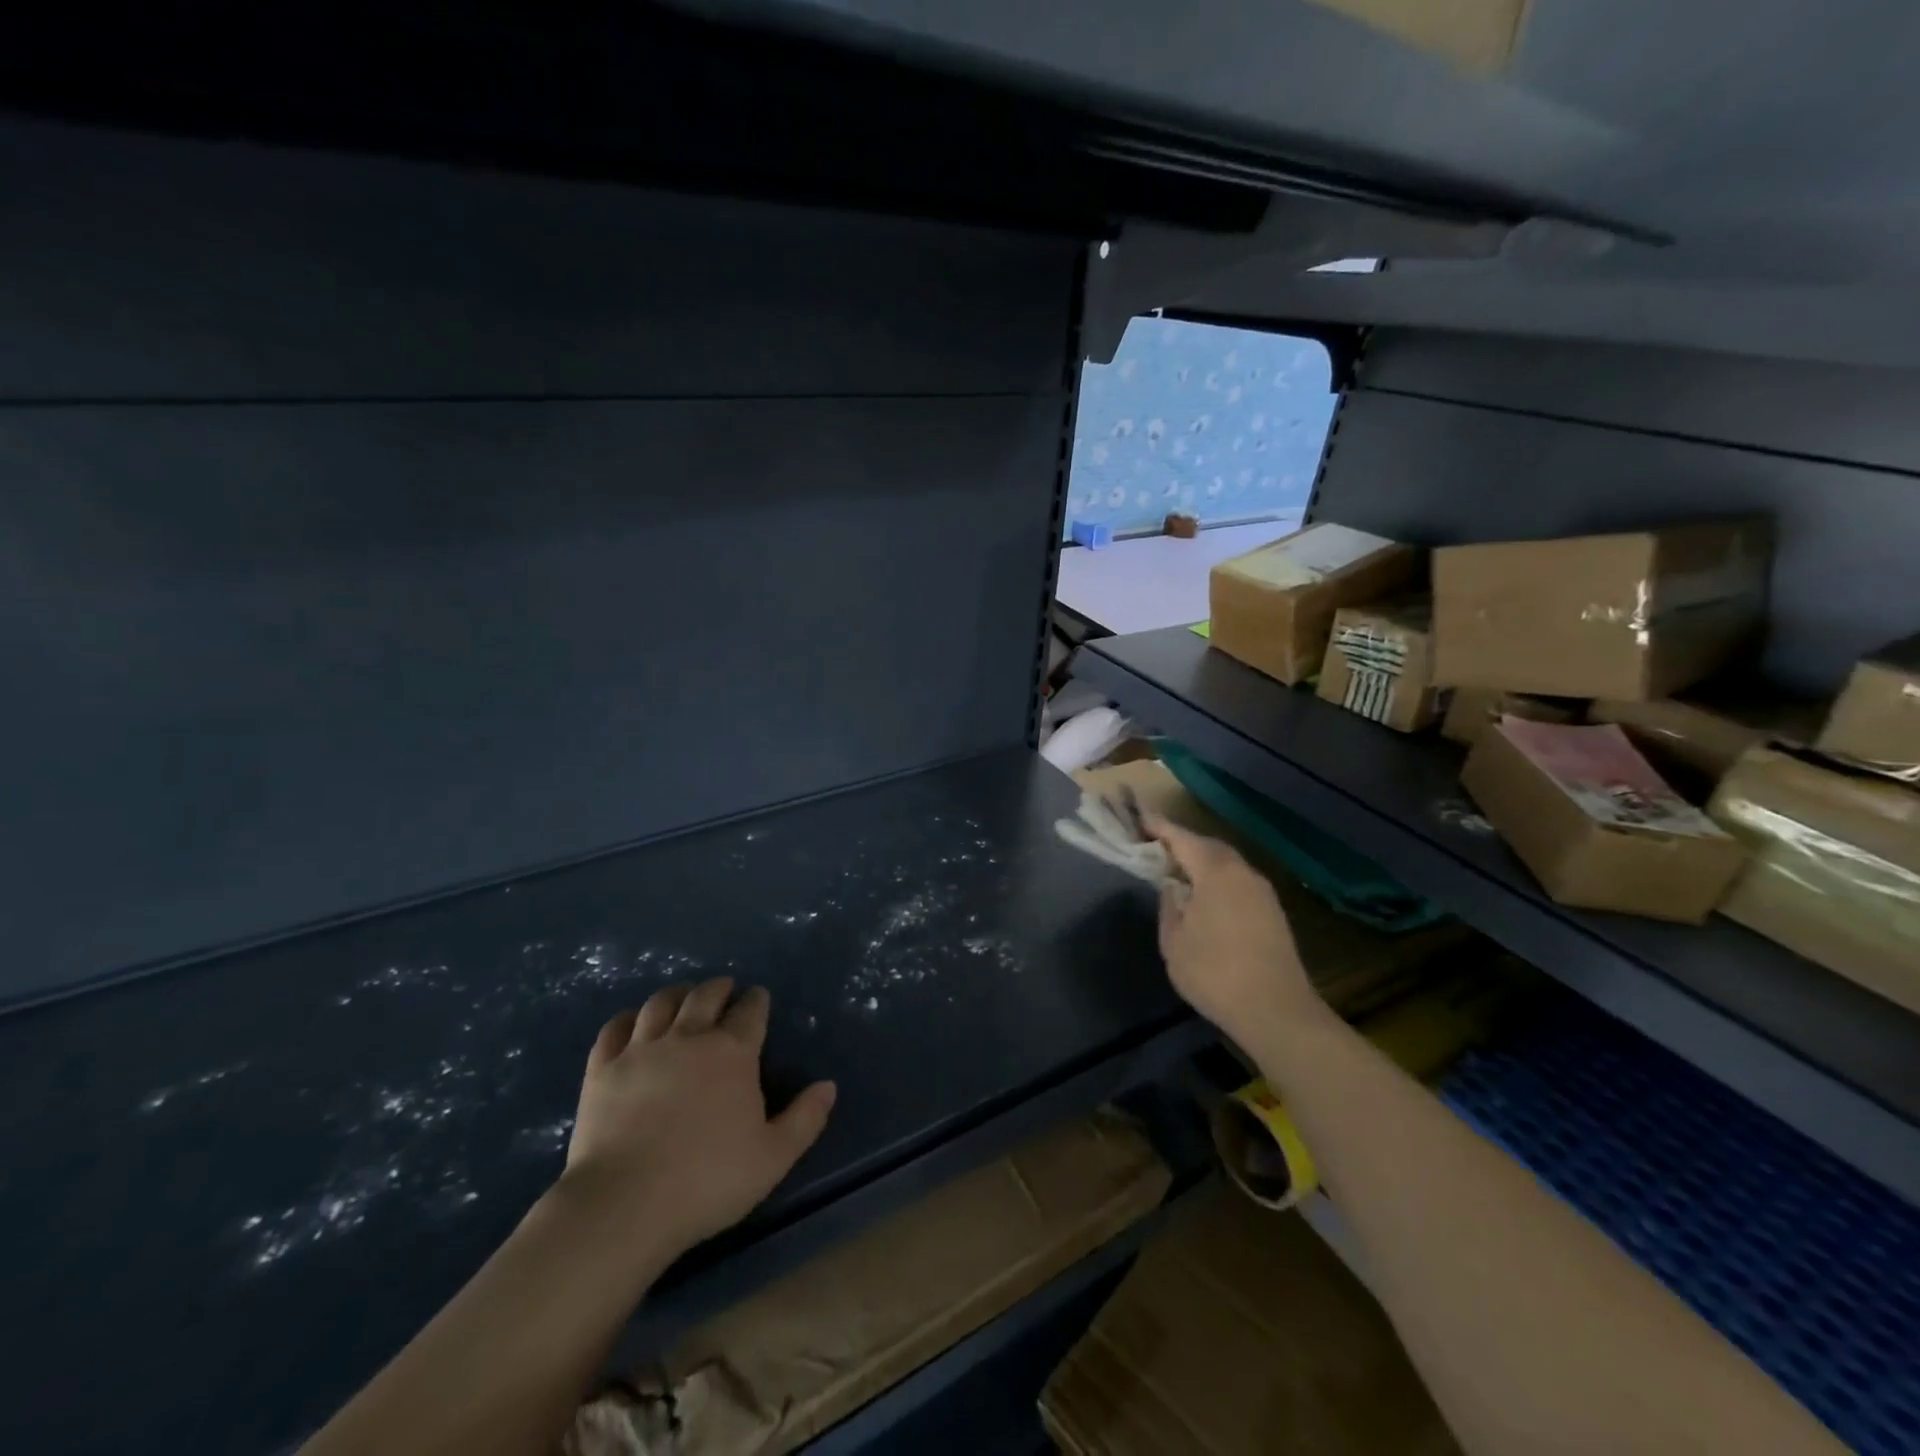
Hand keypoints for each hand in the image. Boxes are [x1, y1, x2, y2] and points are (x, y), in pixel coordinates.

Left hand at [558, 977, 836, 1263]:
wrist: (623, 1206)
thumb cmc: (707, 1181)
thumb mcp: (773, 1157)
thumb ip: (805, 1118)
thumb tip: (828, 1086)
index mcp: (733, 1052)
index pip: (750, 1011)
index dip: (757, 1000)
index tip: (759, 999)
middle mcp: (689, 1037)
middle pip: (706, 996)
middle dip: (720, 988)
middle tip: (725, 990)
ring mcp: (641, 1049)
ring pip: (660, 1003)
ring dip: (677, 994)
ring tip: (683, 997)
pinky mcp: (603, 1068)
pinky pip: (614, 1028)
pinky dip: (627, 1019)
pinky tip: (633, 1023)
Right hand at [1145, 814, 1320, 1046]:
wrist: (1276, 1012)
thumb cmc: (1215, 973)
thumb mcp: (1174, 942)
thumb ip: (1169, 906)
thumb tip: (1171, 887)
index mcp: (1216, 872)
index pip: (1181, 838)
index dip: (1158, 827)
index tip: (1138, 817)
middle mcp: (1242, 872)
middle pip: (1208, 846)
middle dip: (1181, 842)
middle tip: (1154, 845)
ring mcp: (1262, 892)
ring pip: (1226, 863)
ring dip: (1200, 861)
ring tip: (1175, 869)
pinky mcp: (1272, 911)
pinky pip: (1237, 881)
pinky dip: (1216, 878)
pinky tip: (1203, 896)